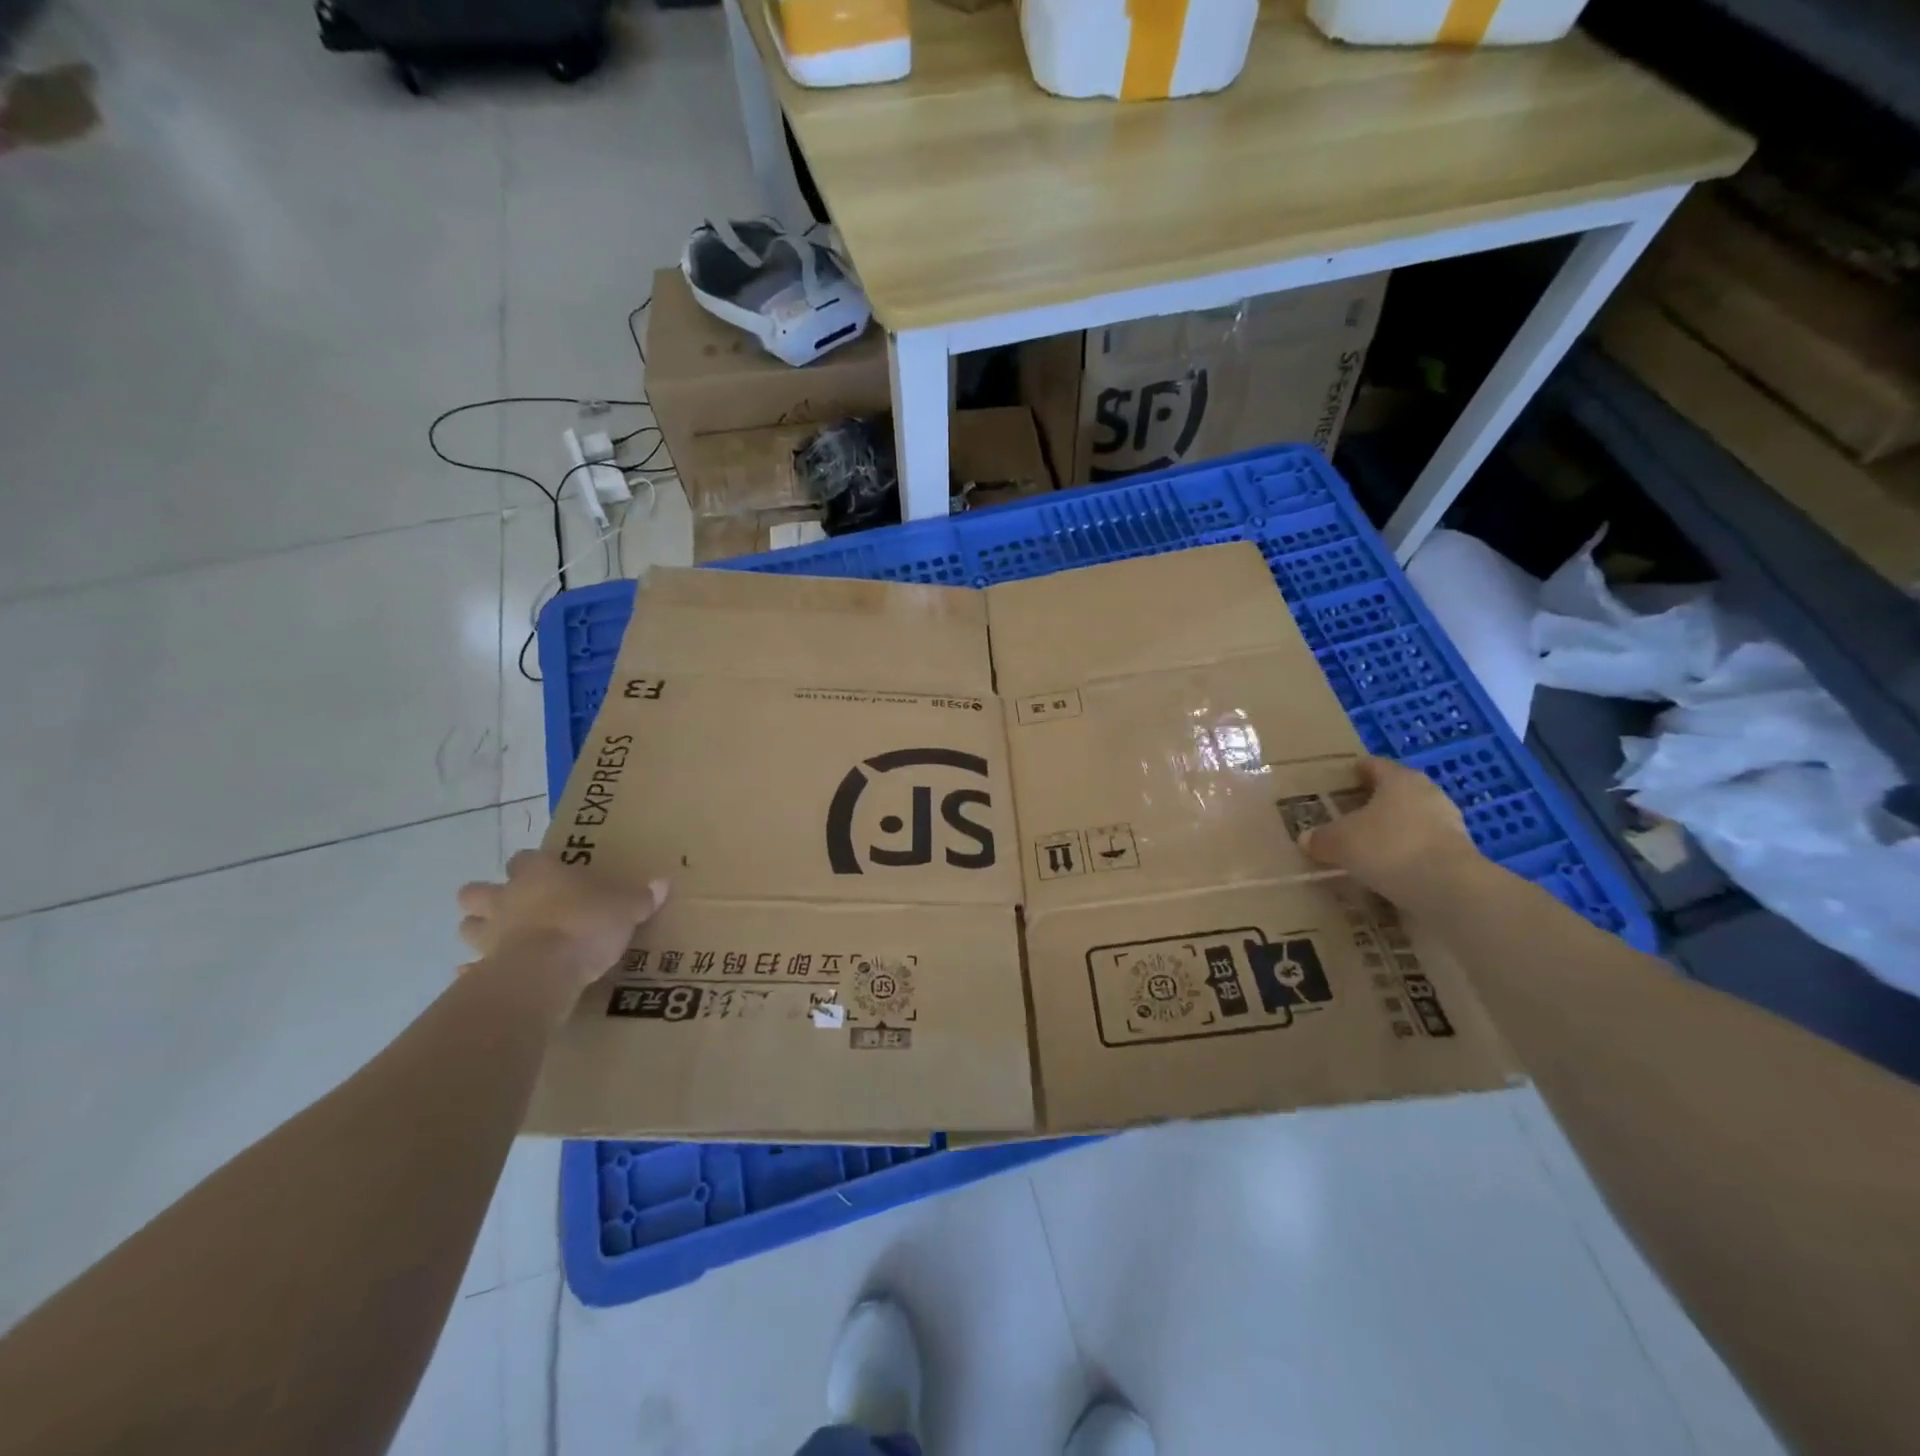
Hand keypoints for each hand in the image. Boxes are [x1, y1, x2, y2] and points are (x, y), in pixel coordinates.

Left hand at [456, 850, 667, 991]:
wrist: (544, 972)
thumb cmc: (584, 925)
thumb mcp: (626, 908)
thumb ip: (641, 897)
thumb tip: (663, 883)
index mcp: (538, 875)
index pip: (525, 858)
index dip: (533, 865)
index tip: (548, 874)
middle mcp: (506, 899)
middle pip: (476, 891)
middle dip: (487, 897)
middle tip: (513, 907)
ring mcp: (488, 936)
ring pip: (468, 926)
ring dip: (481, 931)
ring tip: (503, 941)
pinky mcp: (481, 971)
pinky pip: (471, 970)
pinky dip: (477, 973)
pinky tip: (493, 978)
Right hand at [1302, 756, 1478, 908]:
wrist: (1448, 888)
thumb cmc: (1388, 847)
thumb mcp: (1339, 842)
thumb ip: (1322, 838)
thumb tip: (1307, 839)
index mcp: (1399, 779)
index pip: (1374, 765)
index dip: (1356, 770)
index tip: (1342, 778)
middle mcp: (1427, 793)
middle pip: (1397, 791)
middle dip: (1375, 802)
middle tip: (1350, 815)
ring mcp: (1449, 823)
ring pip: (1413, 820)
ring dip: (1394, 830)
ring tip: (1369, 846)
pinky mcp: (1460, 854)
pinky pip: (1424, 847)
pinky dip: (1408, 854)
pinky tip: (1390, 869)